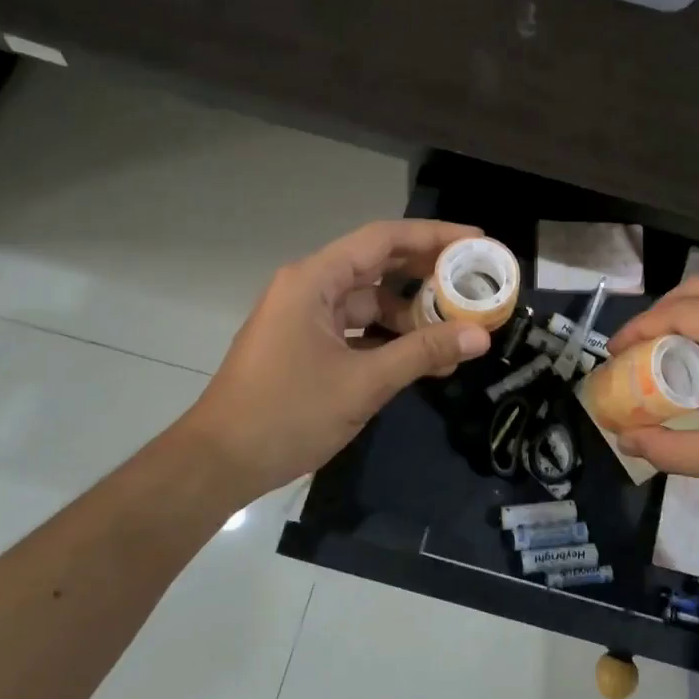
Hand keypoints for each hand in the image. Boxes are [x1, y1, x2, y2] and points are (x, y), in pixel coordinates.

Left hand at [183, 220, 493, 498]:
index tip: (476, 241)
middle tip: (476, 280)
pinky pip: (357, 329)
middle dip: (427, 273)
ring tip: (458, 331)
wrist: (218, 463)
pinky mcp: (306, 344)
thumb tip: (480, 335)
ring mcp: (306, 317)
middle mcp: (310, 287)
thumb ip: (423, 352)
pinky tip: (424, 358)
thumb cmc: (287, 414)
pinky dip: (389, 339)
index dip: (433, 236)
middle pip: (378, 265)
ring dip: (411, 315)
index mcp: (314, 280)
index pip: (383, 239)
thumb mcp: (363, 383)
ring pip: (370, 302)